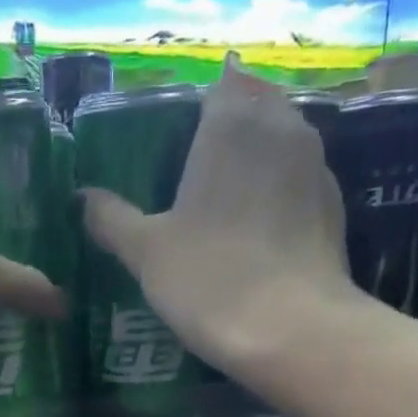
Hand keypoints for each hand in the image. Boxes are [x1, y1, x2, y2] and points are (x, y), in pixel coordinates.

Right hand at [81, 56, 356, 372]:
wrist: (294, 330)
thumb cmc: (210, 279)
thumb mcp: (146, 253)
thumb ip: (112, 219)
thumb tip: (83, 197)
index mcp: (231, 122)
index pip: (217, 86)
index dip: (195, 109)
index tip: (175, 139)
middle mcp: (281, 127)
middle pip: (255, 106)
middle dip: (231, 126)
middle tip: (197, 168)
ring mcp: (316, 166)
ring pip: (283, 142)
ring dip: (259, 158)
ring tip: (227, 198)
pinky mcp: (335, 207)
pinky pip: (300, 182)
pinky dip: (281, 193)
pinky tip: (260, 230)